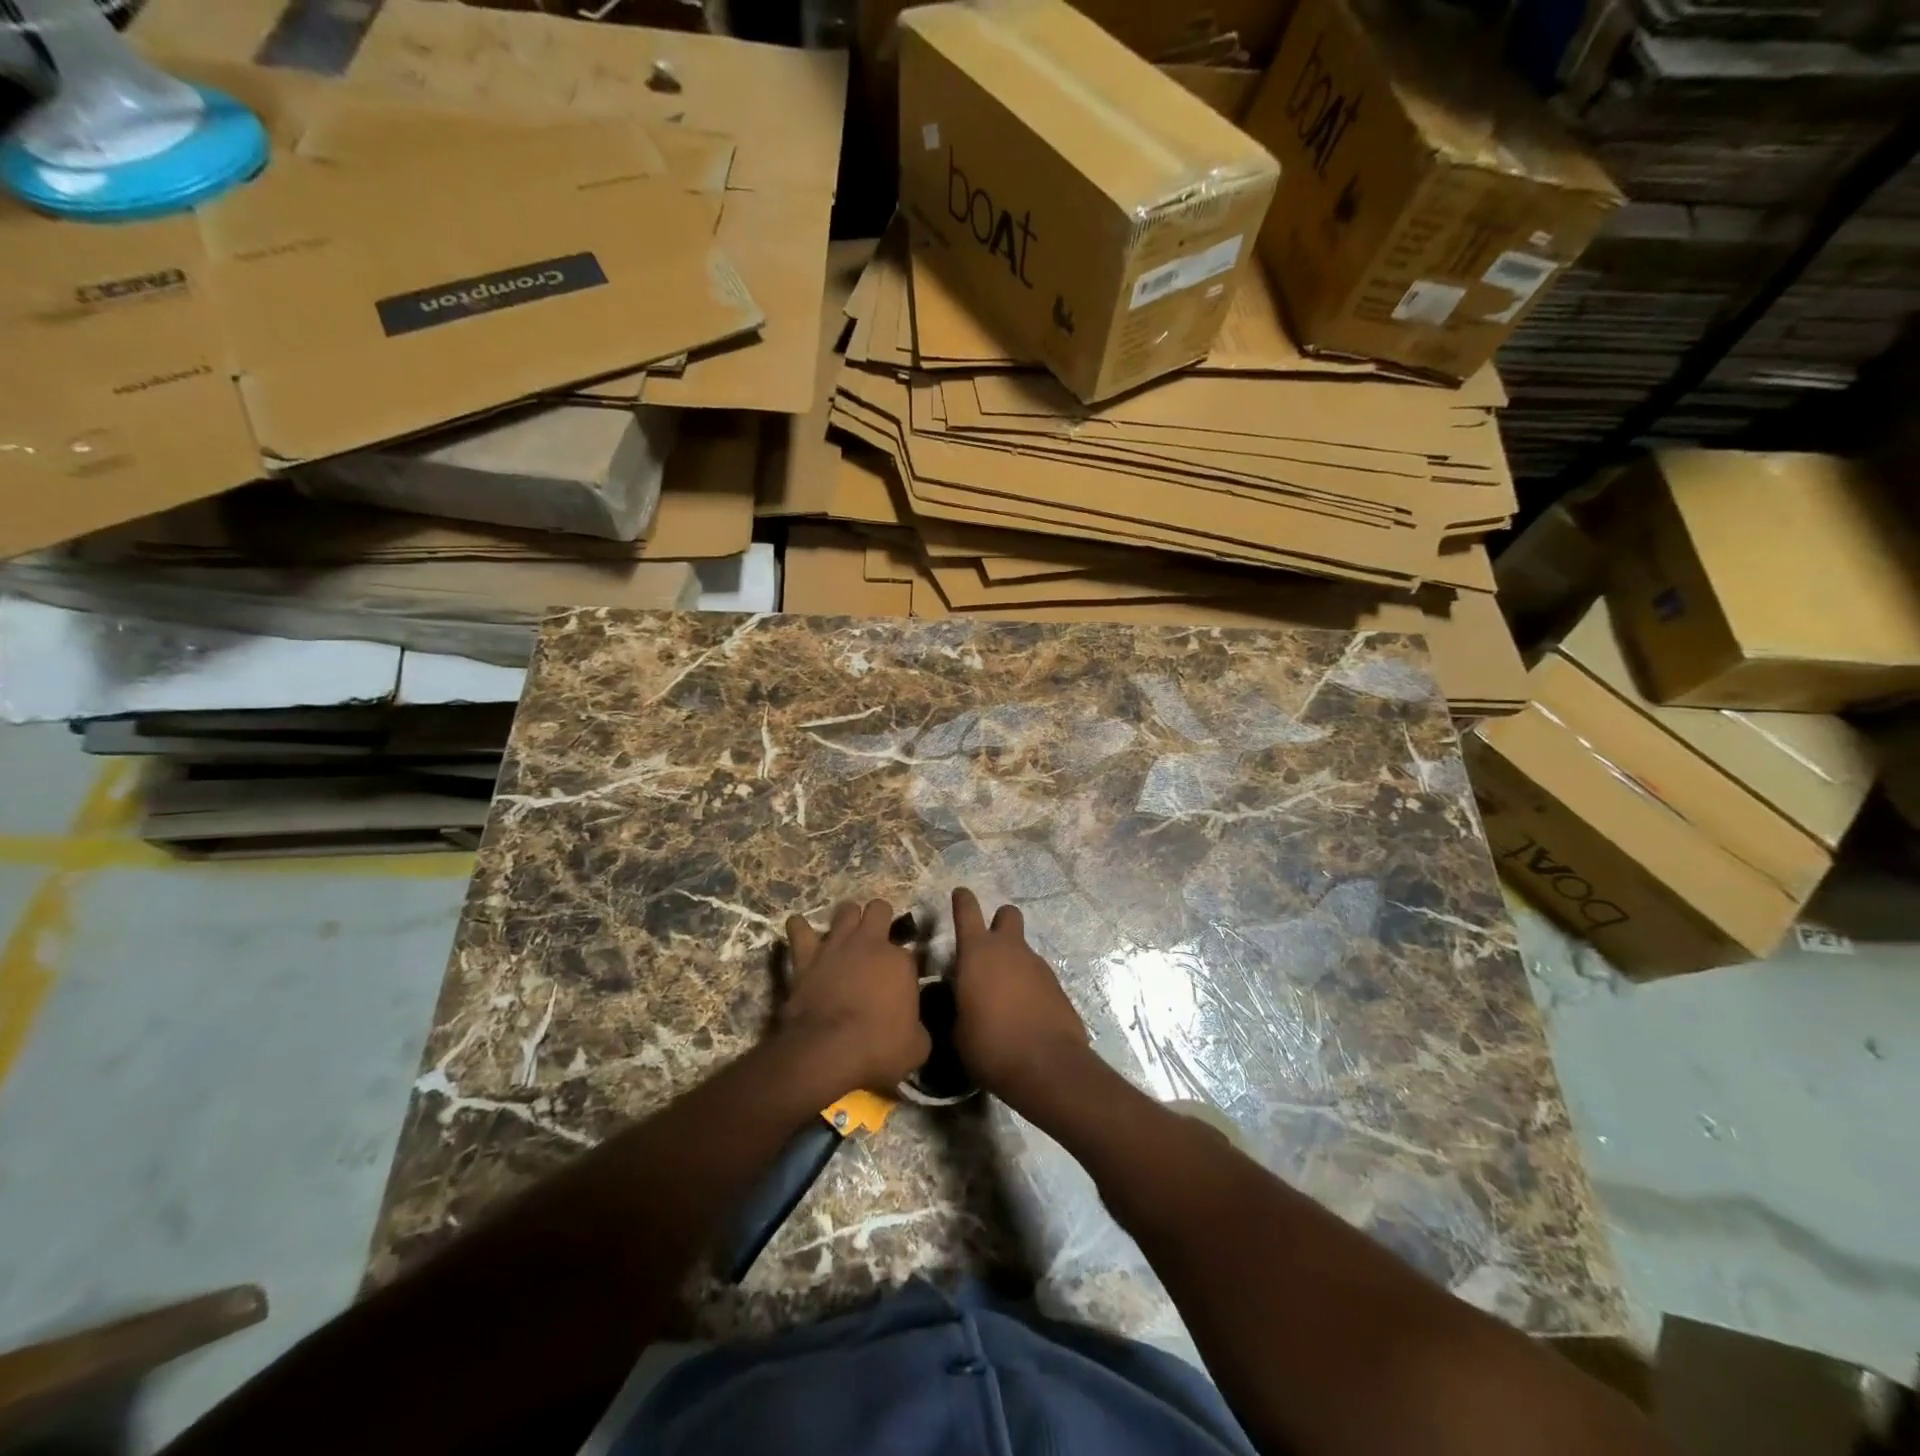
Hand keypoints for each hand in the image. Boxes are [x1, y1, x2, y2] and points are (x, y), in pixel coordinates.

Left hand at [780, 899, 929, 1091]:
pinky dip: (799, 928)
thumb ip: (918, 1029)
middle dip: (880, 918)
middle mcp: (871, 943)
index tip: (900, 982)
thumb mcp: (917, 1048)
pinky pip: (799, 930)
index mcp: (901, 962)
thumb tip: (913, 1029)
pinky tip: (799, 927)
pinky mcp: (807, 956)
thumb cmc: (878, 1048)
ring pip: (845, 910)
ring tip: (846, 931)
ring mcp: (837, 945)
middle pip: (879, 909)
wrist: (828, 1051)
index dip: (904, 966)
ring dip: (847, 918)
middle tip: (876, 939)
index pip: (909, 952)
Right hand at [950, 887, 1090, 1105]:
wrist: (1047, 1066)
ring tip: (1003, 998)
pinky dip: (1028, 986)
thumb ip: (957, 1005)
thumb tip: (960, 1003)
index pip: (967, 911)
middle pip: (1007, 914)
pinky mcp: (1057, 985)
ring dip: (1013, 963)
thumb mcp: (957, 1030)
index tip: (960, 894)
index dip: (962, 900)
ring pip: (1022, 949)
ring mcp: (1038, 965)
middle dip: (999, 923)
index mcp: (977, 953)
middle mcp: (1009, 950)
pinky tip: (1023, 1014)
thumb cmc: (990, 1045)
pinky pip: (1037, 976)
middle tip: (988, 949)